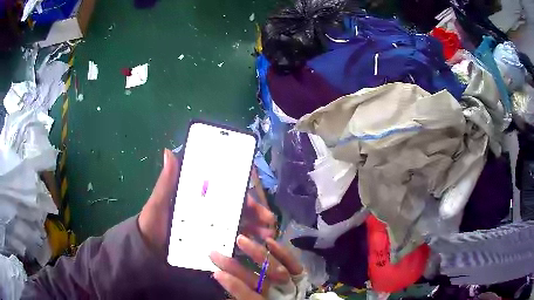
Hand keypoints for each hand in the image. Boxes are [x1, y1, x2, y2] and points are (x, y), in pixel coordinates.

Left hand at [138, 149, 276, 256]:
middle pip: (234, 207)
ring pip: (236, 223)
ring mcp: (209, 227)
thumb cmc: (152, 223)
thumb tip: (169, 152)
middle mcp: (206, 210)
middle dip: (254, 211)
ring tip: (267, 233)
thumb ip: (166, 182)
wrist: (149, 250)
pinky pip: (229, 240)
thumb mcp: (158, 203)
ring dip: (254, 226)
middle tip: (269, 219)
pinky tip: (255, 245)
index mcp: (197, 196)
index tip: (254, 198)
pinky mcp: (209, 242)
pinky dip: (244, 241)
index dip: (240, 192)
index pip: (223, 190)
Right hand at [210, 235, 304, 299]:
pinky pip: (293, 264)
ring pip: (275, 268)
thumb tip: (226, 288)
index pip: (249, 297)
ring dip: (256, 253)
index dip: (234, 286)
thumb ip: (244, 297)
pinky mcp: (301, 276)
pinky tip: (268, 240)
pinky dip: (282, 252)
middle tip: (215, 254)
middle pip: (257, 280)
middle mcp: (281, 294)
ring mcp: (293, 284)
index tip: (216, 273)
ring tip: (240, 239)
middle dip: (235, 267)